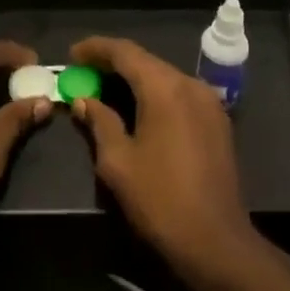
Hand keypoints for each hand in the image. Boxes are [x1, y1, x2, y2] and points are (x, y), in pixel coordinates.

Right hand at [68, 36, 263, 290]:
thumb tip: (84, 101)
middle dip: (113, 63)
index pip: (125, 52)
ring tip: (105, 88)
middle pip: (146, 61)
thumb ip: (99, 122)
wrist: (216, 241)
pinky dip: (155, 93)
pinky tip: (137, 108)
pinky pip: (179, 93)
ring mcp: (209, 102)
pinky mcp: (217, 121)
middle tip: (84, 73)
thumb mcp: (117, 162)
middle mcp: (190, 85)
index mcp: (165, 88)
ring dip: (135, 78)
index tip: (72, 54)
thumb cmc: (160, 200)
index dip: (96, 48)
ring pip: (164, 76)